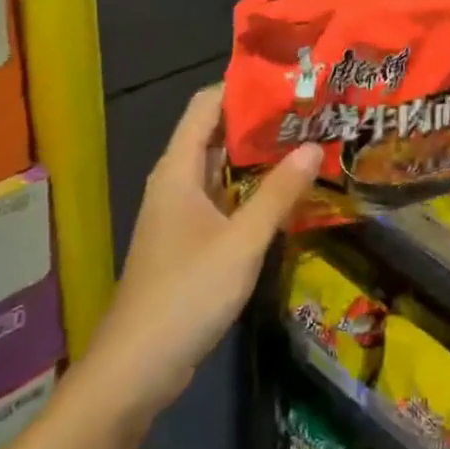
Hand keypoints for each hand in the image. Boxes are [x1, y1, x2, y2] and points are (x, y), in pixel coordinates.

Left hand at [84, 85, 320, 423]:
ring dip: (258, 156)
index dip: (241, 87)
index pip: (206, 106)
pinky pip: (224, 199)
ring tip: (307, 141)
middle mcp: (176, 183)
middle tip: (310, 109)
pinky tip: (287, 193)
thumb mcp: (241, 242)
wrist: (135, 370)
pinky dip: (252, 188)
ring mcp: (181, 214)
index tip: (288, 78)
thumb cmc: (185, 295)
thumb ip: (279, 194)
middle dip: (259, 120)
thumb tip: (314, 145)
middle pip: (215, 134)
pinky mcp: (189, 242)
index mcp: (177, 171)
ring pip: (221, 169)